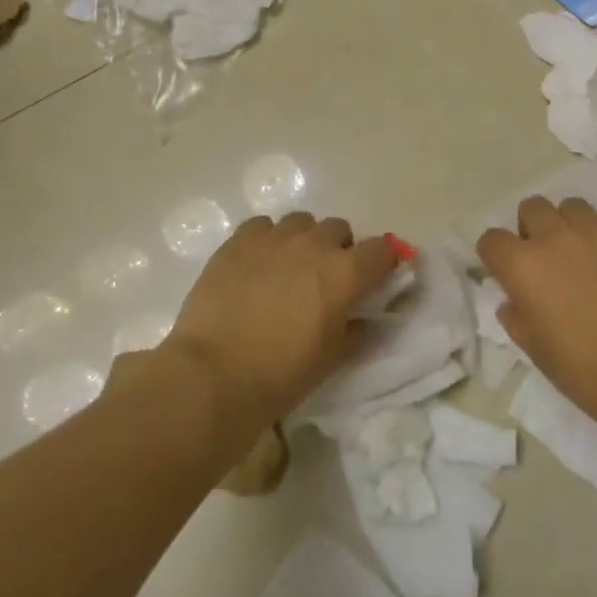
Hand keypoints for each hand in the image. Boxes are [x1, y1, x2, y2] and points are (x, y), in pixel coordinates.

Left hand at [165, 212, 394, 426]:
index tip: (375, 278)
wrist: (214, 373)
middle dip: (339, 249)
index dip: (382, 262)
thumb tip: (361, 319)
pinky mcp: (238, 241)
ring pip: (301, 222)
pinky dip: (266, 239)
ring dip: (303, 240)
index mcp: (346, 273)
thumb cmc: (282, 374)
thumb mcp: (331, 359)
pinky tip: (256, 264)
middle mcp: (314, 245)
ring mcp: (274, 238)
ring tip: (288, 268)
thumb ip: (354, 331)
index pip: (381, 250)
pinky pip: (262, 226)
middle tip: (325, 279)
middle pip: (339, 229)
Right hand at [478, 196, 596, 430]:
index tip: (506, 271)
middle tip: (548, 258)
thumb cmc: (588, 372)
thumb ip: (518, 318)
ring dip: (570, 226)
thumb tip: (514, 301)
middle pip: (532, 208)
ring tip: (585, 254)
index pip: (492, 239)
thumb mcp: (537, 352)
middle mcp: (556, 237)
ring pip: (572, 207)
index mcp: (524, 266)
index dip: (496, 255)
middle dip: (533, 228)